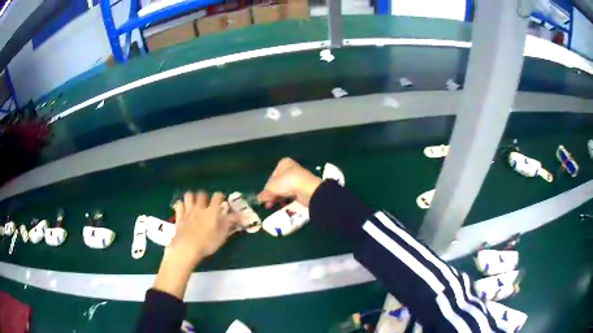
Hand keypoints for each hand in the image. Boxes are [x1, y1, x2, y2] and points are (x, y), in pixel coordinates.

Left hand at [154, 191, 238, 298]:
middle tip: (206, 204)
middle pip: (201, 194)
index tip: (221, 201)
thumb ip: (228, 223)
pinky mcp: (179, 216)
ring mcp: (187, 211)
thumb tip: (238, 215)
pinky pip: (179, 204)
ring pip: (189, 195)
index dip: (220, 196)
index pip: (217, 196)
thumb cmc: (207, 243)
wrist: (187, 247)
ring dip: (192, 197)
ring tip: (194, 204)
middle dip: (204, 196)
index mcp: (212, 211)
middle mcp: (199, 207)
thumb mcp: (222, 236)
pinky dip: (181, 205)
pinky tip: (183, 209)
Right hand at [258, 158, 321, 207]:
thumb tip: (258, 199)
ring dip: (277, 197)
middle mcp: (291, 169)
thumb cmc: (287, 182)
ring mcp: (297, 179)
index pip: (272, 175)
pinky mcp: (302, 189)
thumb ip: (264, 193)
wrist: (307, 189)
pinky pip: (290, 194)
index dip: (266, 186)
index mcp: (283, 163)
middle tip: (266, 202)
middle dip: (271, 193)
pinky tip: (281, 205)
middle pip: (277, 183)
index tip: (263, 195)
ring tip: (270, 205)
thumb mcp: (271, 187)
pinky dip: (285, 199)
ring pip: (284, 189)